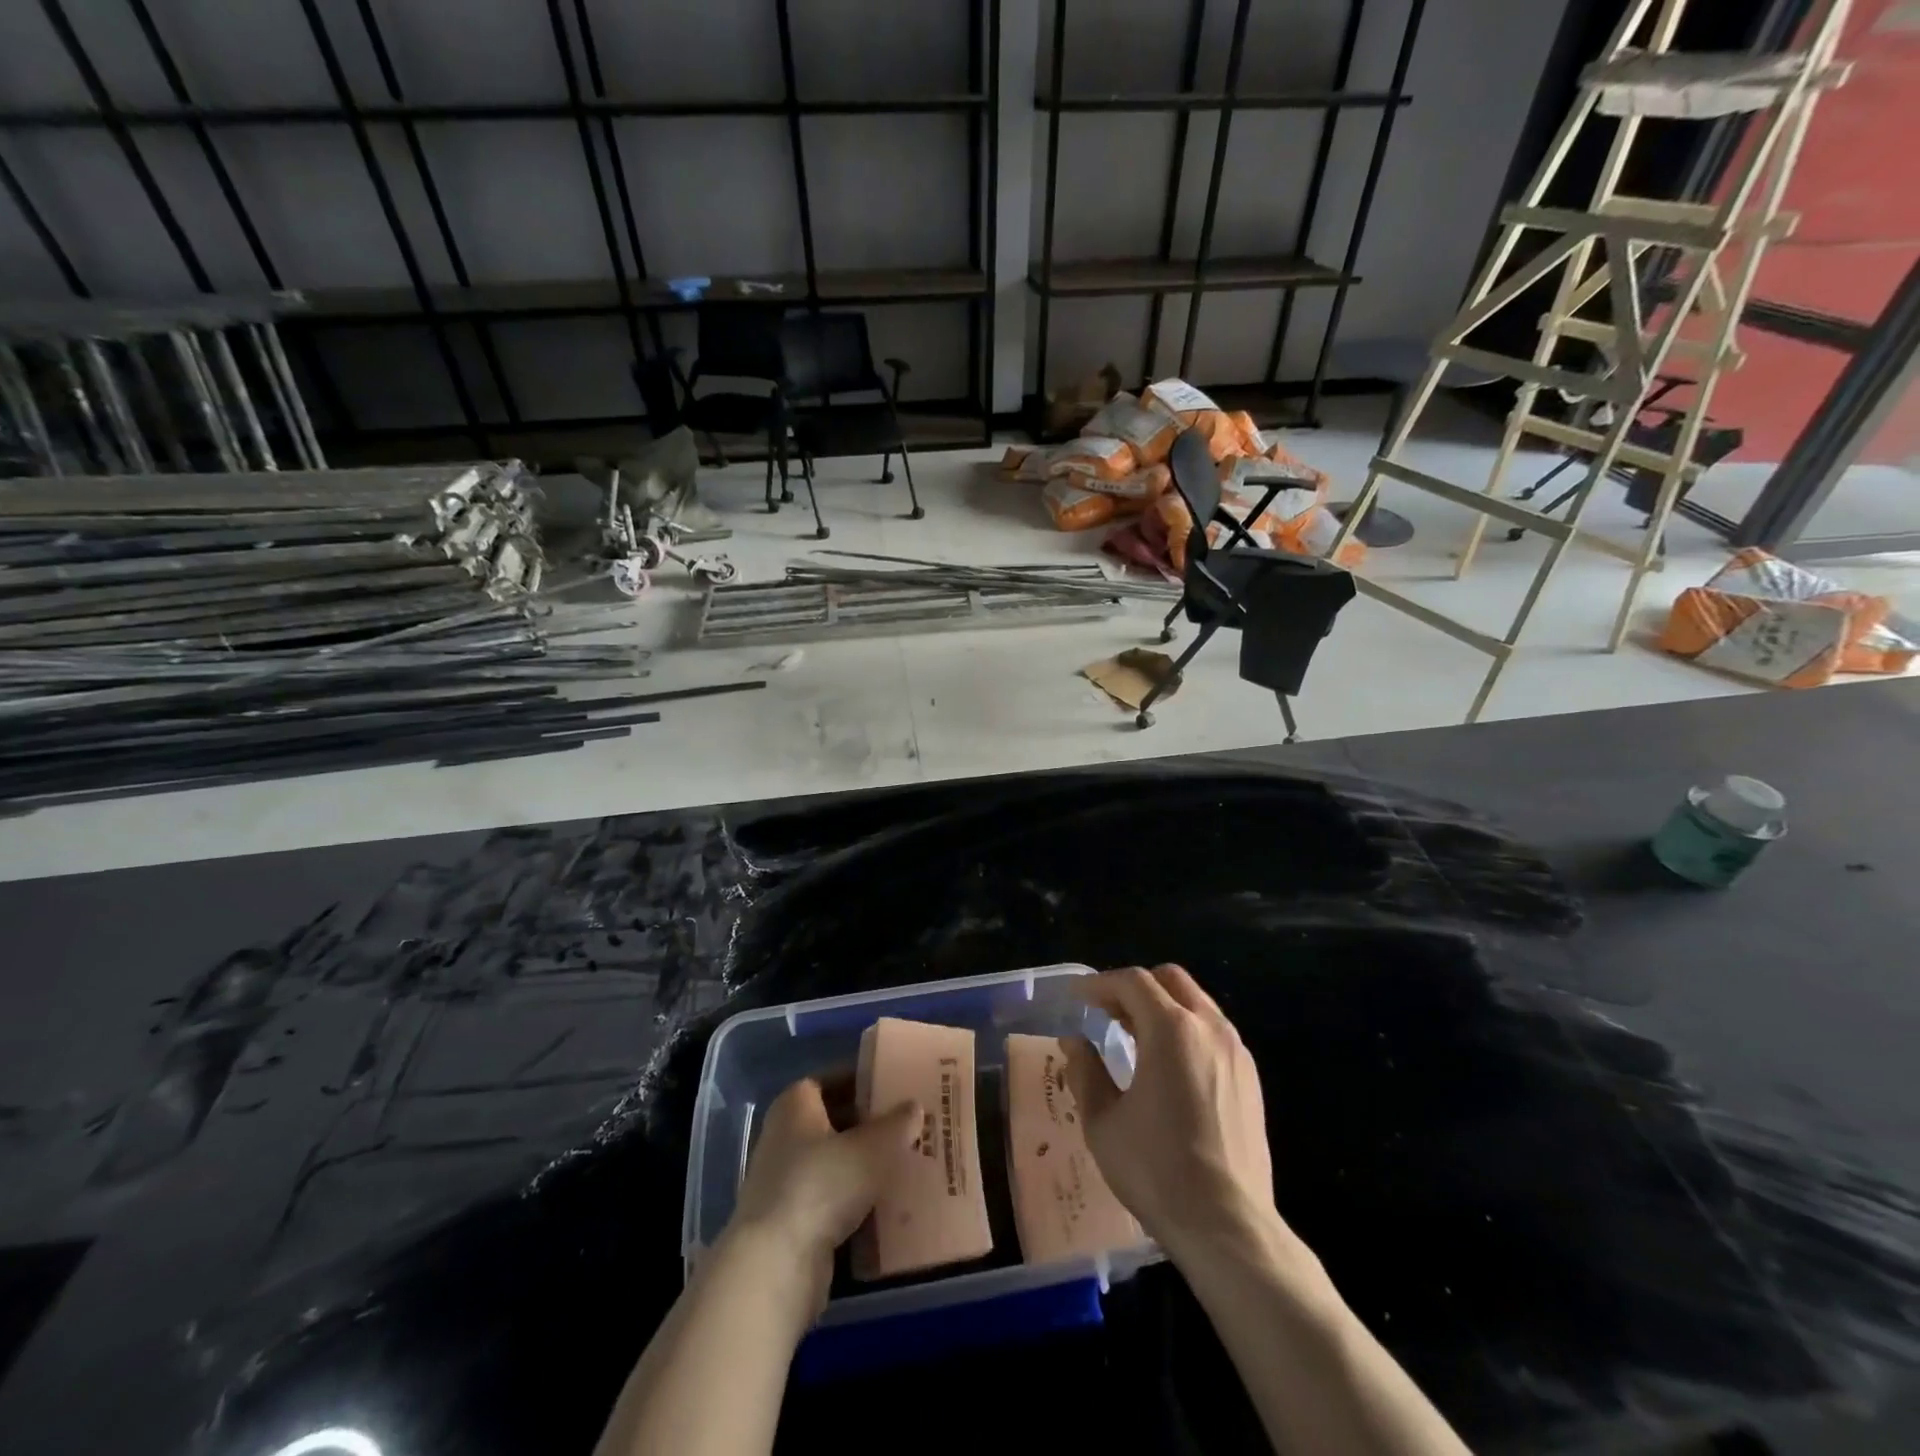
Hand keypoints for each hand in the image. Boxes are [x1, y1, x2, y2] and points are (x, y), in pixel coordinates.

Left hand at [724, 1078, 920, 1318]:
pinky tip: (886, 1206)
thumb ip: (898, 1124)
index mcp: (795, 1104)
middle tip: (909, 1126)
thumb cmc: (822, 1185)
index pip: (833, 1079)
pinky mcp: (790, 1221)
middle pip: (834, 1120)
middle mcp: (784, 1135)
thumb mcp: (873, 1148)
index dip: (864, 1080)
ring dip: (864, 1165)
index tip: (897, 1086)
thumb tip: (914, 1107)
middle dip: (870, 1124)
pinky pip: (830, 1199)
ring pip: (834, 1163)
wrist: (776, 1266)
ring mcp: (784, 1181)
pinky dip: (855, 1200)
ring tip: (905, 1164)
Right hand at [1065, 965, 1278, 1264]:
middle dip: (1135, 987)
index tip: (1078, 998)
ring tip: (1134, 1036)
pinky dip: (1186, 1029)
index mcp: (1171, 1030)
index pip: (1133, 982)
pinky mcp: (1250, 1078)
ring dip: (1162, 1006)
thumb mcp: (1103, 1122)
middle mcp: (1209, 1028)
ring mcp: (1236, 1052)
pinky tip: (1169, 1066)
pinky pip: (1214, 1031)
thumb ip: (1085, 1072)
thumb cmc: (1157, 1170)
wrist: (1228, 1227)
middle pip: (1170, 980)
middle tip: (1107, 1012)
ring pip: (1196, 1003)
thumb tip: (1074, 1042)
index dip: (1101, 984)